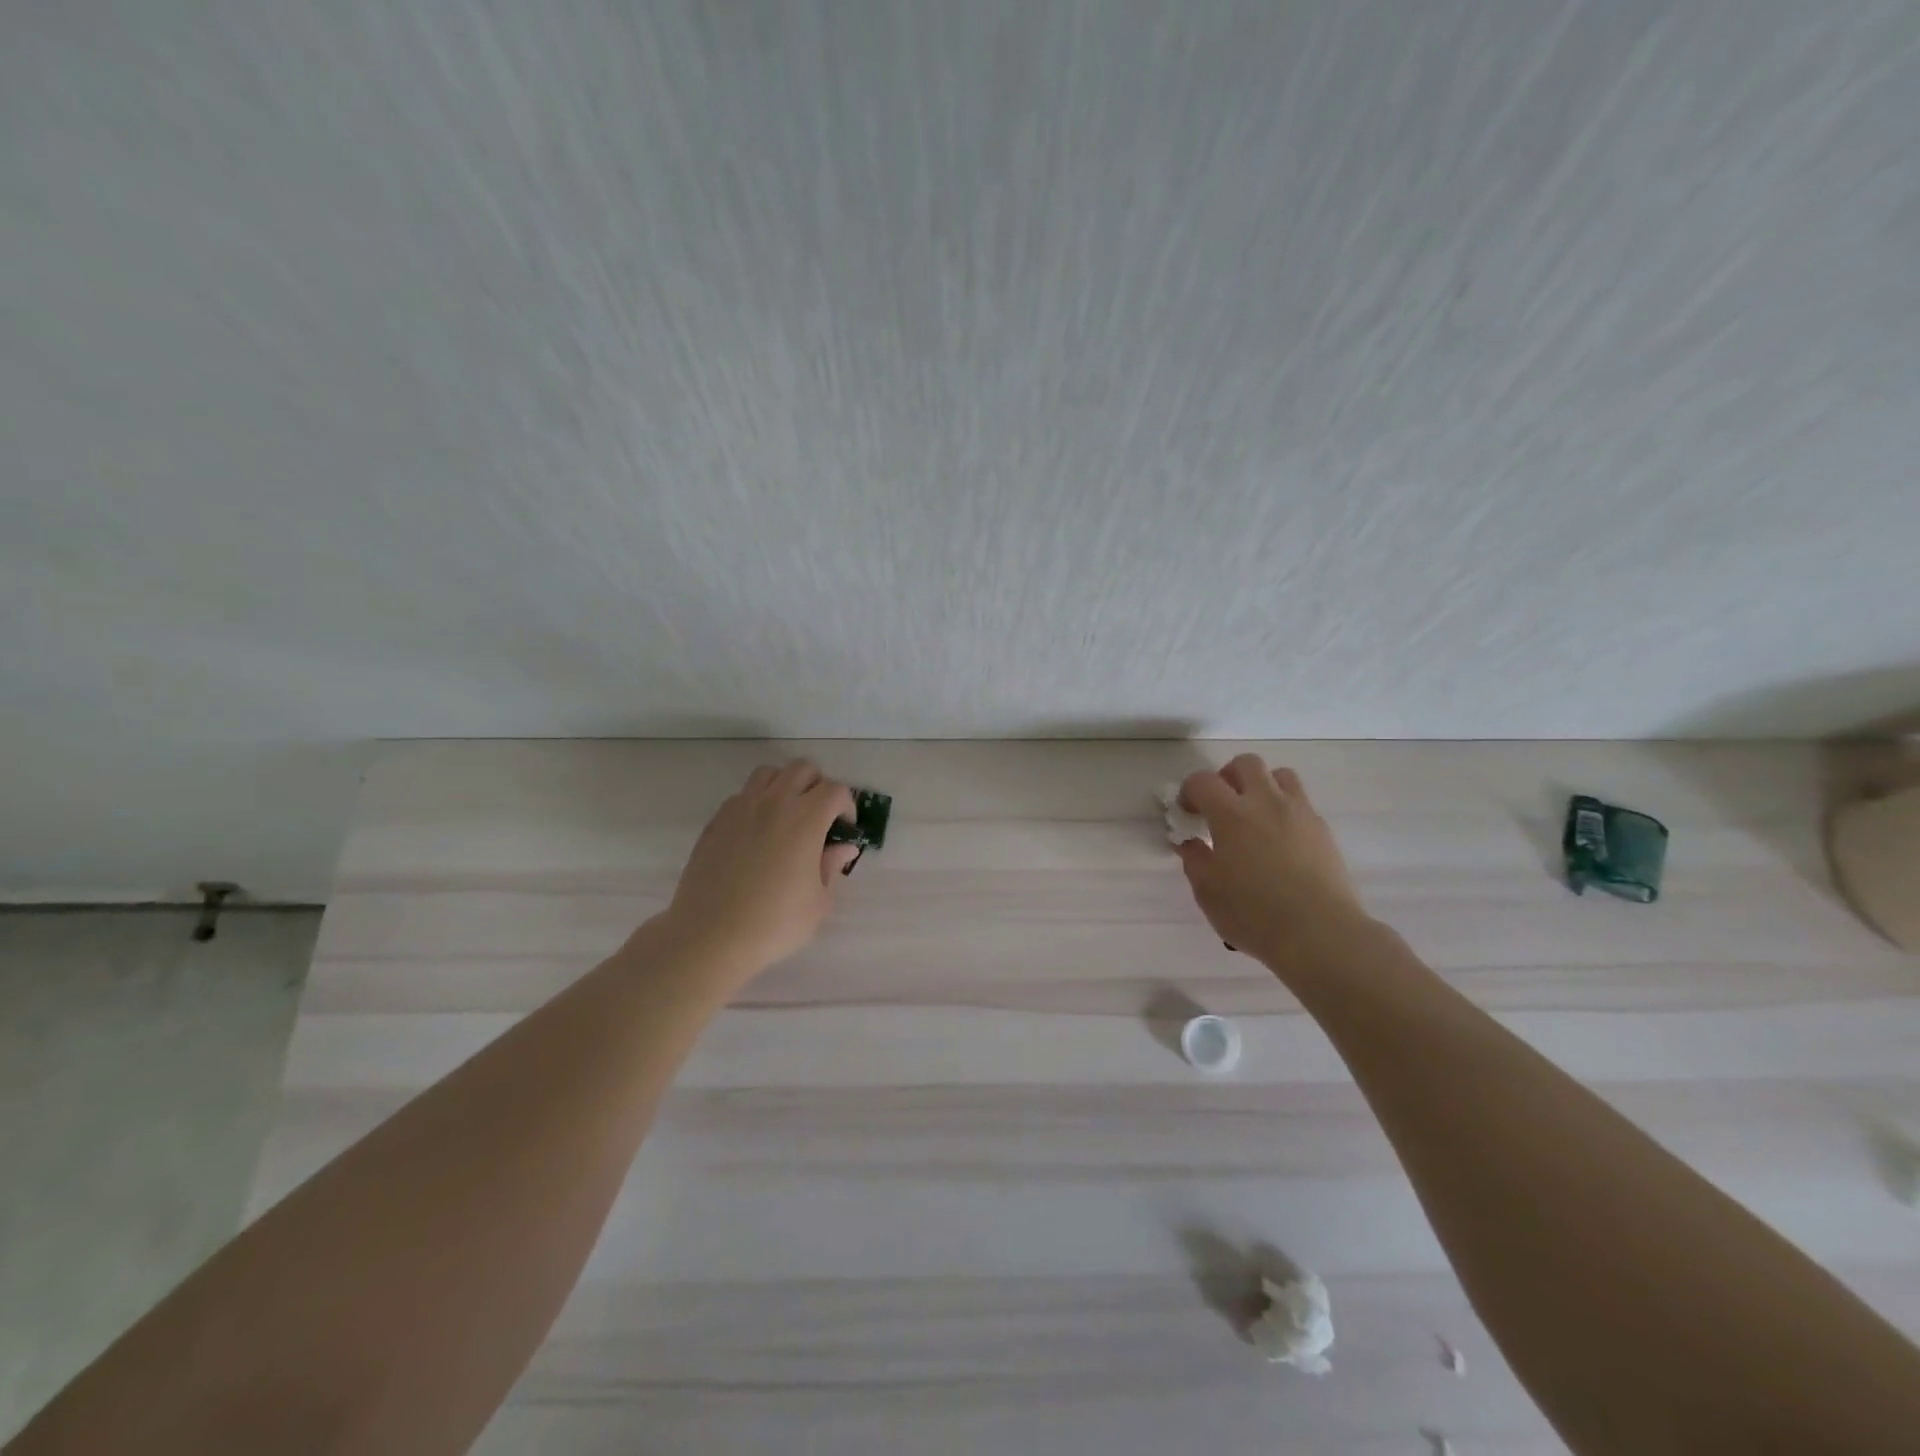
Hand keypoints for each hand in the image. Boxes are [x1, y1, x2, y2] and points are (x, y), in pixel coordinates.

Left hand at [657, 760, 860, 978]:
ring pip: (769, 774)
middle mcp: (774, 803)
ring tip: (787, 816)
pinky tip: (757, 833)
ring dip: (785, 786)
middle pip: (803, 769)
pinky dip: (757, 802)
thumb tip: (843, 847)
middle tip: (819, 817)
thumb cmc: (774, 923)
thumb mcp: (818, 902)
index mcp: (806, 819)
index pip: (835, 790)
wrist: (710, 936)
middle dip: (818, 786)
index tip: (844, 829)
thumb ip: (833, 867)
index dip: (846, 806)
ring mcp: (741, 808)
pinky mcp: (716, 821)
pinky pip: (742, 795)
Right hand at [1175, 755, 1369, 971]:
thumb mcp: (1208, 892)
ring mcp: (1300, 813)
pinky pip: (1301, 804)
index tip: (1187, 813)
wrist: (1321, 934)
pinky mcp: (1323, 830)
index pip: (1203, 781)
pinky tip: (1280, 841)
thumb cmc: (1254, 914)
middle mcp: (1266, 803)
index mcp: (1231, 814)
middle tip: (1221, 805)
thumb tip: (1190, 843)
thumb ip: (1195, 861)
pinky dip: (1285, 811)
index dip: (1189, 791)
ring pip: (1281, 776)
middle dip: (1228, 777)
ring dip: (1262, 786)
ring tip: (1255, 815)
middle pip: (1246, 764)